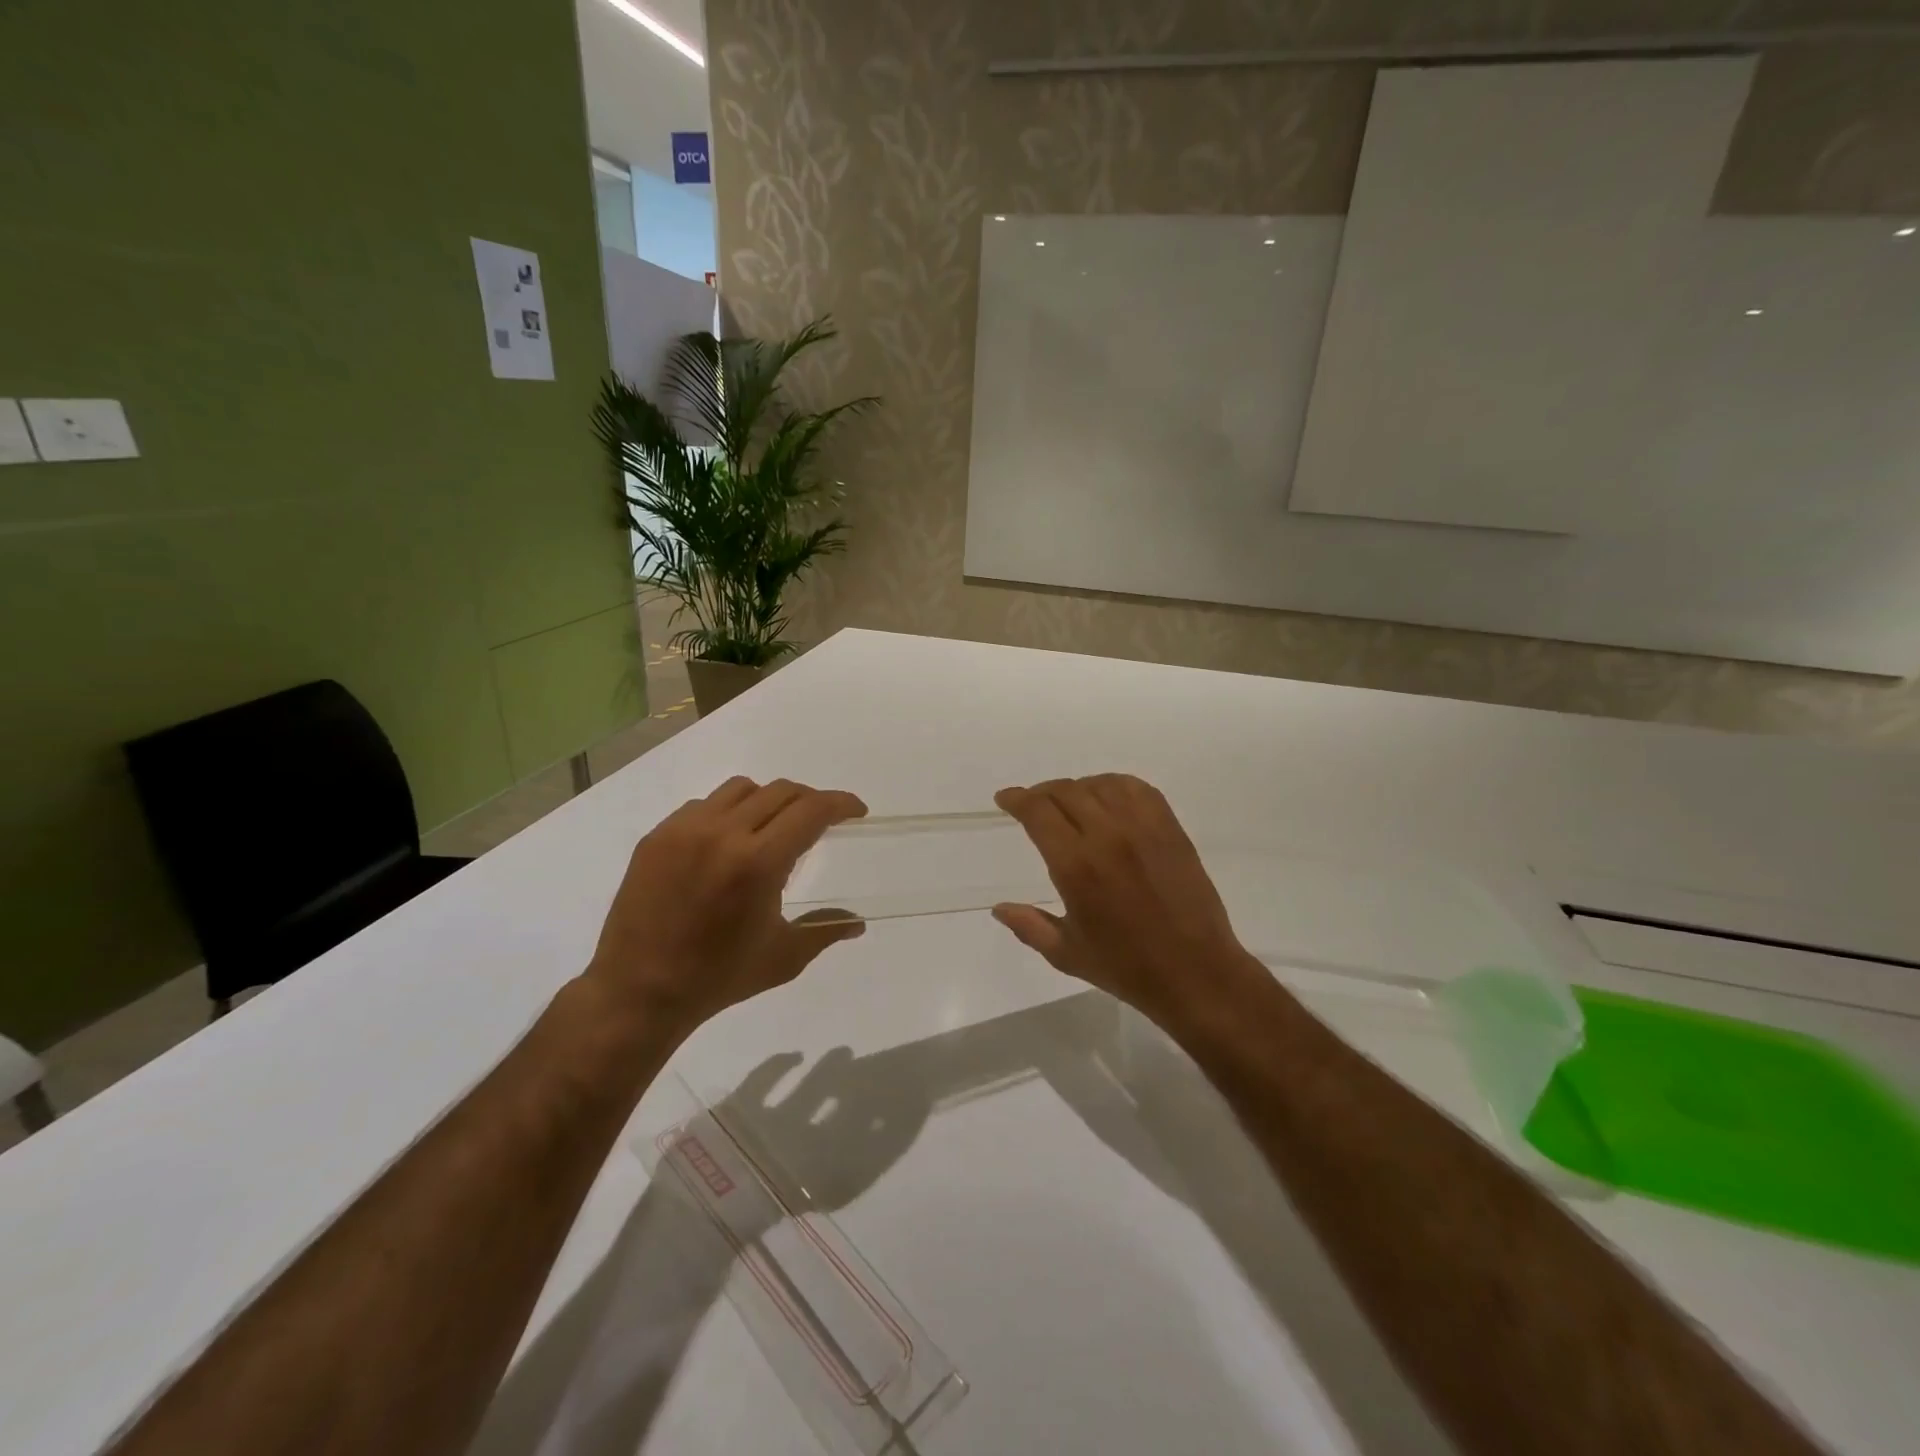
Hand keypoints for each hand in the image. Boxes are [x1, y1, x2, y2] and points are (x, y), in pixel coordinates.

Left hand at [585, 777, 867, 1036]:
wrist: (638, 992)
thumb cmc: (718, 978)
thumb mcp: (783, 957)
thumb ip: (825, 930)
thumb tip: (858, 922)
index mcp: (759, 863)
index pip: (811, 810)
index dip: (841, 803)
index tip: (856, 811)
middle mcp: (723, 833)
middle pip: (781, 791)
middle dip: (810, 800)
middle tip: (820, 822)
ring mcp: (684, 830)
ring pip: (740, 789)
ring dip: (767, 800)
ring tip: (771, 827)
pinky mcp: (656, 837)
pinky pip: (703, 805)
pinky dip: (727, 813)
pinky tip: (726, 843)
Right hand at [992, 774, 1268, 1034]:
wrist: (1196, 972)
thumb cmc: (1126, 967)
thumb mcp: (1066, 953)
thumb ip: (1029, 926)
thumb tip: (999, 908)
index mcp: (1076, 866)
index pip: (1038, 811)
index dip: (1017, 799)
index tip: (1005, 799)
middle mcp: (1107, 836)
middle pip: (1065, 791)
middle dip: (1041, 793)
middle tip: (1032, 805)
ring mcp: (1143, 828)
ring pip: (1099, 784)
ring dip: (1076, 788)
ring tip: (1069, 803)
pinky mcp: (1170, 828)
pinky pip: (1137, 789)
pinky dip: (1114, 785)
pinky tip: (1107, 799)